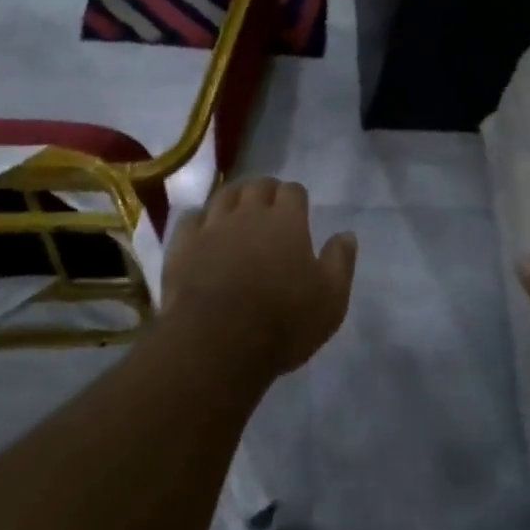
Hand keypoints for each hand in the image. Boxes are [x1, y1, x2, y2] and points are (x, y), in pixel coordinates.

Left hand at [161, 177, 356, 376]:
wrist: (216, 343)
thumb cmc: (282, 323)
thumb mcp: (330, 300)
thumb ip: (340, 262)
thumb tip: (346, 234)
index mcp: (286, 221)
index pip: (293, 191)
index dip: (296, 196)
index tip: (299, 209)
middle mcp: (248, 213)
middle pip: (257, 186)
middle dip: (266, 190)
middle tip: (269, 206)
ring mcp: (212, 227)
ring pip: (223, 196)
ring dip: (234, 198)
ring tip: (237, 209)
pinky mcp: (182, 246)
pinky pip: (191, 218)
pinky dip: (200, 219)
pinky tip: (203, 230)